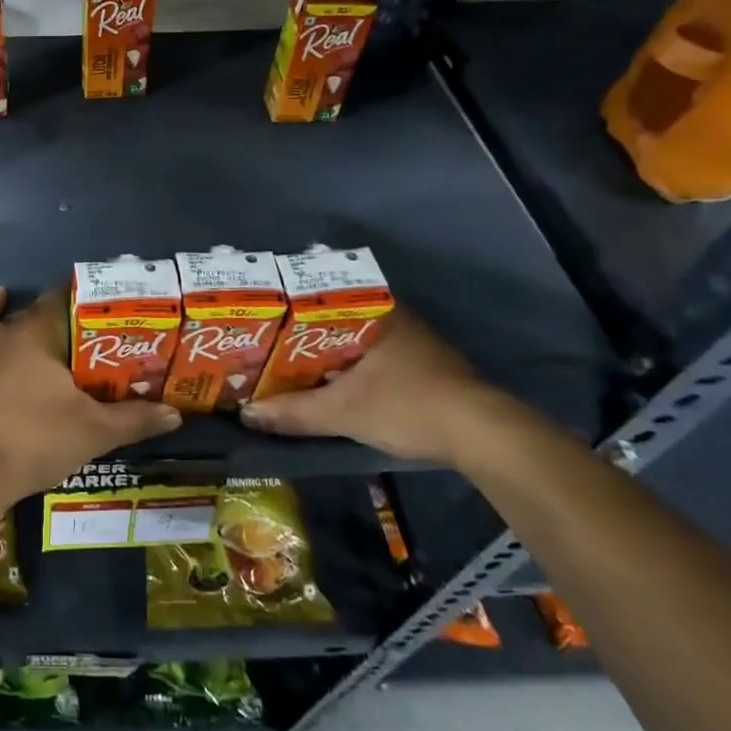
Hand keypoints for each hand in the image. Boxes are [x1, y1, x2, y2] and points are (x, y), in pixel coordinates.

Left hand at [0, 287, 181, 503]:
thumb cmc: (37, 440)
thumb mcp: (95, 432)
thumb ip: (135, 419)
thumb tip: (176, 414)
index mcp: (41, 332)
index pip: (69, 301)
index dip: (91, 304)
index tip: (113, 313)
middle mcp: (10, 329)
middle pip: (45, 315)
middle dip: (70, 323)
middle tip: (96, 338)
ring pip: (14, 324)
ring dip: (36, 325)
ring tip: (60, 332)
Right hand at [239, 310, 528, 466]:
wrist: (484, 437)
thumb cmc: (408, 406)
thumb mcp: (342, 412)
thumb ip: (293, 412)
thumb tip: (246, 415)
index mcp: (374, 310)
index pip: (320, 293)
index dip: (287, 304)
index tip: (261, 315)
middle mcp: (393, 316)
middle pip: (334, 317)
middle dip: (301, 331)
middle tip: (265, 342)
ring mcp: (411, 341)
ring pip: (353, 338)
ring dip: (325, 351)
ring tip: (286, 362)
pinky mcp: (423, 366)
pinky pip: (370, 355)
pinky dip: (347, 365)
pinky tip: (328, 381)